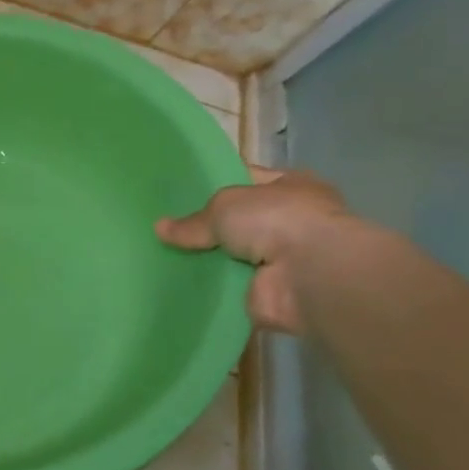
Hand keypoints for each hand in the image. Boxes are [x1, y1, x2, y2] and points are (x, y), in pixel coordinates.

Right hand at [156, 170, 349, 333]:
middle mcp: (292, 220)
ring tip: (164, 256)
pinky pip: (230, 286)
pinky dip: (210, 287)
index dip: (216, 181)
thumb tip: (160, 228)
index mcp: (291, 186)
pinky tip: (178, 283)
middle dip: (208, 226)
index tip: (181, 190)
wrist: (308, 274)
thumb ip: (193, 220)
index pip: (247, 178)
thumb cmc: (275, 220)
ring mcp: (283, 259)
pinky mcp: (270, 291)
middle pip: (239, 220)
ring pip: (233, 255)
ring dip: (208, 259)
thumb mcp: (223, 205)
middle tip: (168, 227)